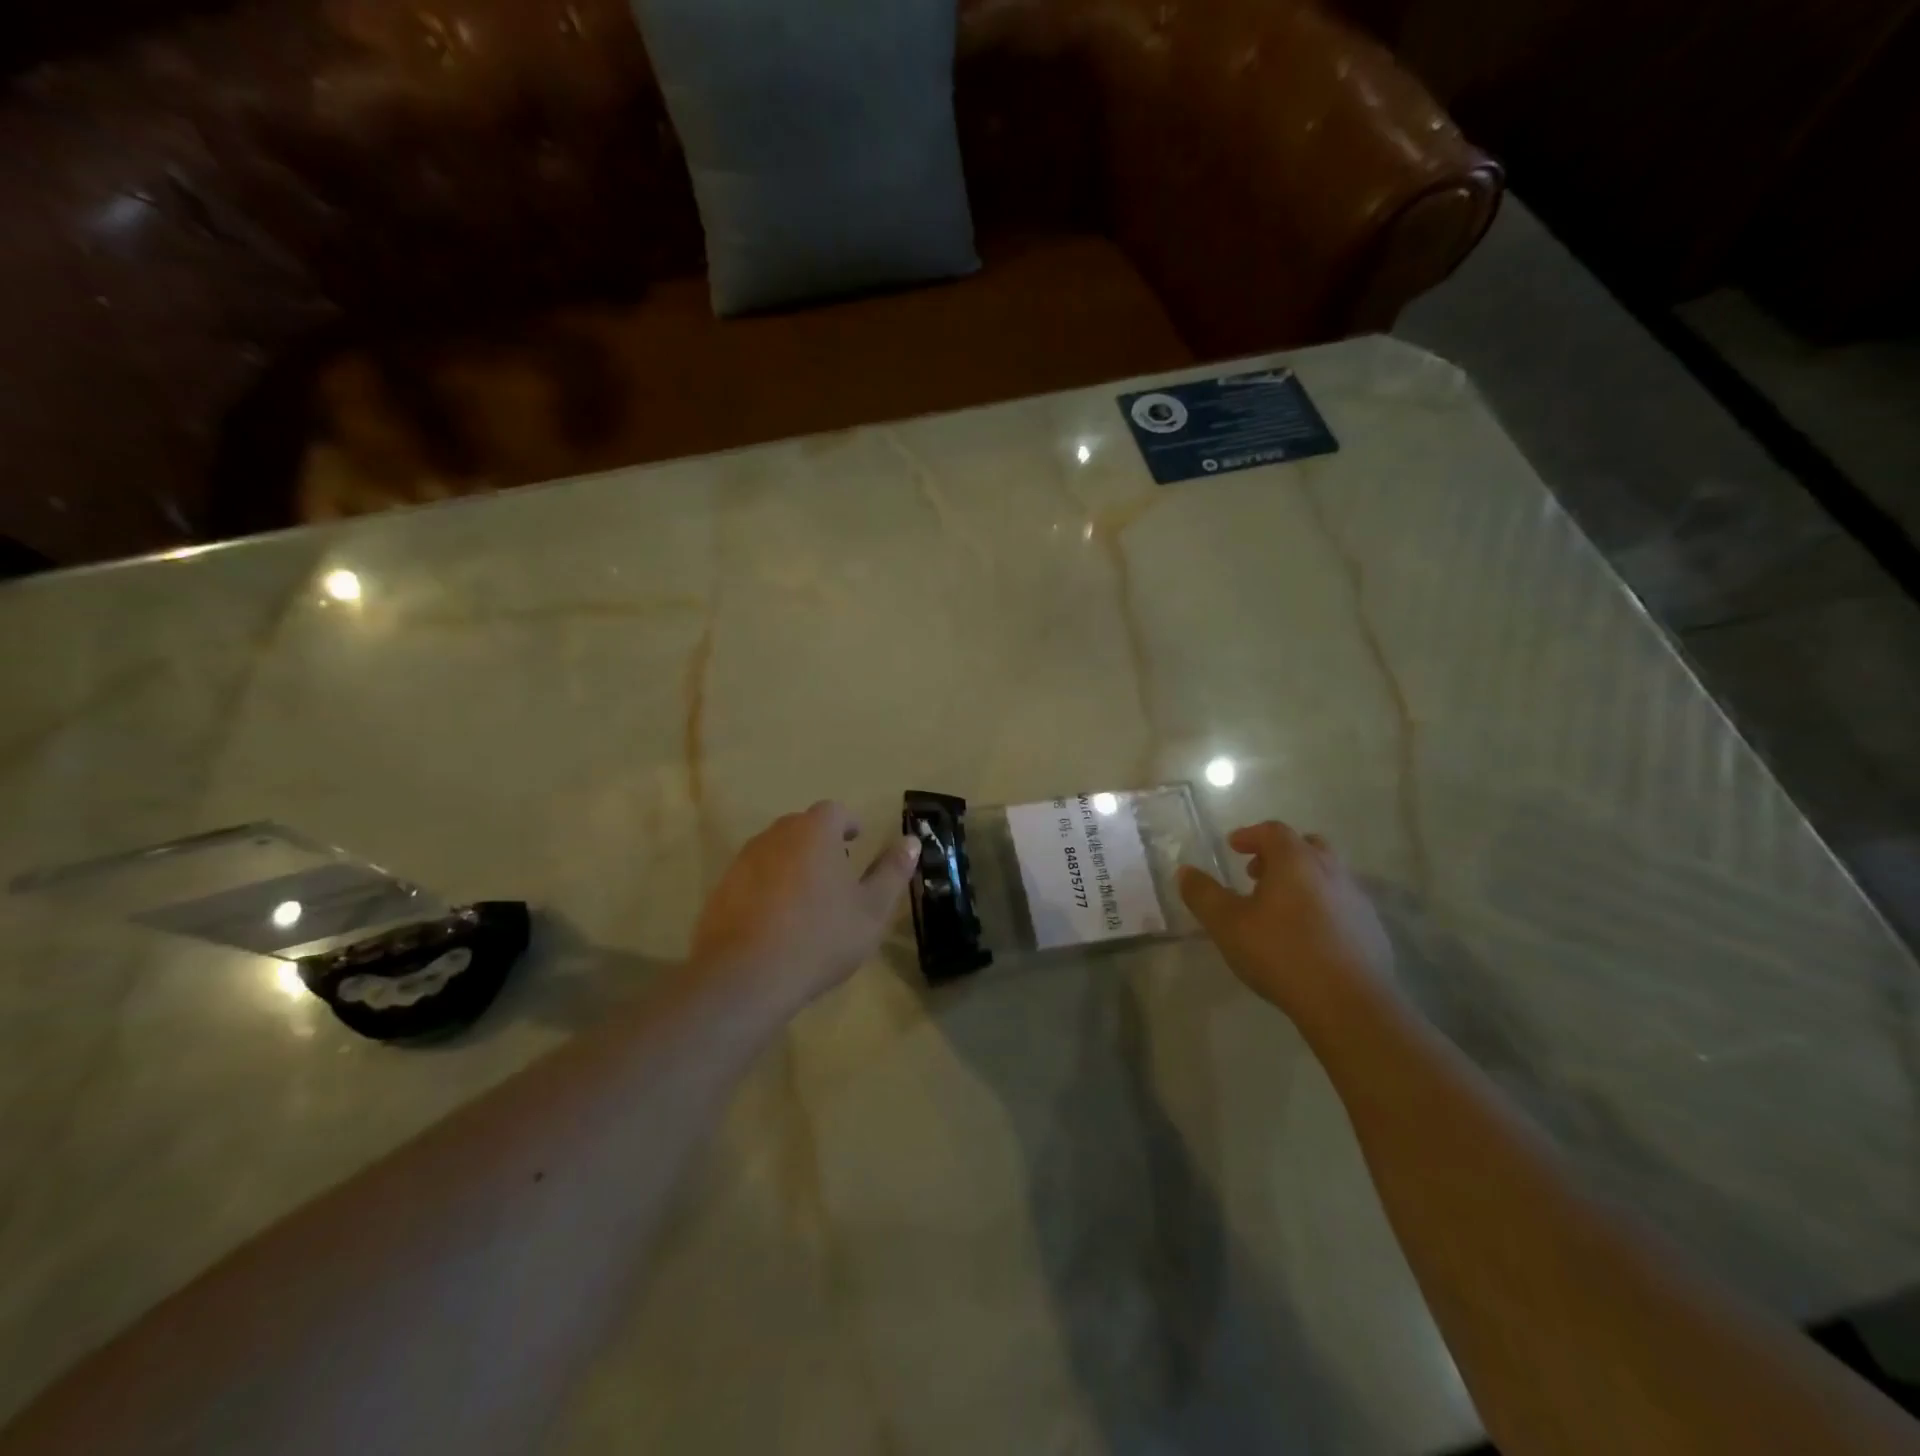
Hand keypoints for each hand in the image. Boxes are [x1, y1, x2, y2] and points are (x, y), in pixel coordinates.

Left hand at [690, 801, 919, 1015]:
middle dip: (820, 842)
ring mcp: (743, 861)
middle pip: (801, 827)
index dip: (848, 824)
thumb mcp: (871, 910)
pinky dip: (767, 888)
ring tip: (807, 899)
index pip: (834, 811)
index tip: (856, 842)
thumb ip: (892, 871)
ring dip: (792, 864)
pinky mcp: (721, 889)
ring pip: (775, 851)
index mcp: (815, 832)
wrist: (746, 977)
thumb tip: (910, 841)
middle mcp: (776, 836)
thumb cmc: (820, 937)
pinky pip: (752, 878)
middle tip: (837, 873)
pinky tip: (776, 923)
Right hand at [1178, 822, 1396, 1031]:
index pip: (1272, 831)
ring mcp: (1356, 899)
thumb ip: (1203, 894)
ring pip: (1326, 874)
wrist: (1349, 1004)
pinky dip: (1321, 905)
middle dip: (1279, 854)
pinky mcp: (1371, 929)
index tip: (1233, 847)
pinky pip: (1341, 903)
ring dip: (1301, 880)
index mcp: (1296, 860)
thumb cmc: (1281, 953)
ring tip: (1279, 908)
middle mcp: (1330, 870)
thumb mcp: (1227, 924)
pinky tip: (1307, 935)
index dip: (1250, 835)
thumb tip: (1185, 872)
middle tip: (1257, 874)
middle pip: (1305, 846)